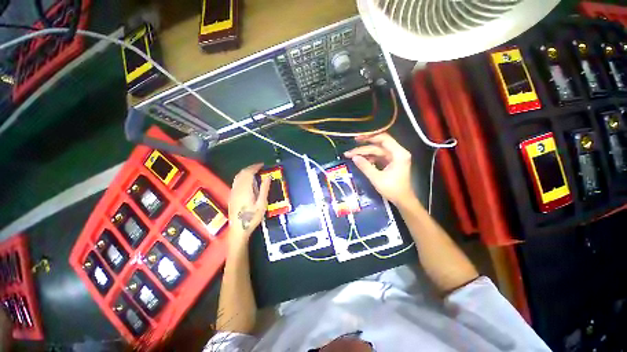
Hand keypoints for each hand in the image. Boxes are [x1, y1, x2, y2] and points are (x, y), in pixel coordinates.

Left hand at [228, 163, 270, 249]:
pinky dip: (242, 176)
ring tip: (254, 171)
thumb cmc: (252, 217)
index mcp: (245, 189)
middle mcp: (237, 188)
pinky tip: (247, 180)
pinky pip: (236, 181)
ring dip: (246, 171)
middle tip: (259, 167)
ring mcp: (233, 192)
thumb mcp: (262, 204)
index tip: (262, 165)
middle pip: (242, 173)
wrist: (239, 229)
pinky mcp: (231, 195)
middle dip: (250, 168)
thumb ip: (264, 189)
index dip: (255, 167)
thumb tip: (268, 177)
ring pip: (237, 177)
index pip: (248, 173)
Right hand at [344, 133, 413, 205]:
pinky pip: (378, 157)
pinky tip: (360, 159)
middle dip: (363, 147)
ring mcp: (394, 158)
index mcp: (398, 154)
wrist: (402, 200)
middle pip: (378, 146)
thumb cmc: (392, 189)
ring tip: (351, 155)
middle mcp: (397, 153)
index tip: (357, 138)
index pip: (384, 139)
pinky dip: (369, 158)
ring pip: (377, 151)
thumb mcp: (376, 178)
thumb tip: (353, 157)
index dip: (370, 137)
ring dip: (364, 153)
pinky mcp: (390, 162)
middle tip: (350, 149)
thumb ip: (365, 166)